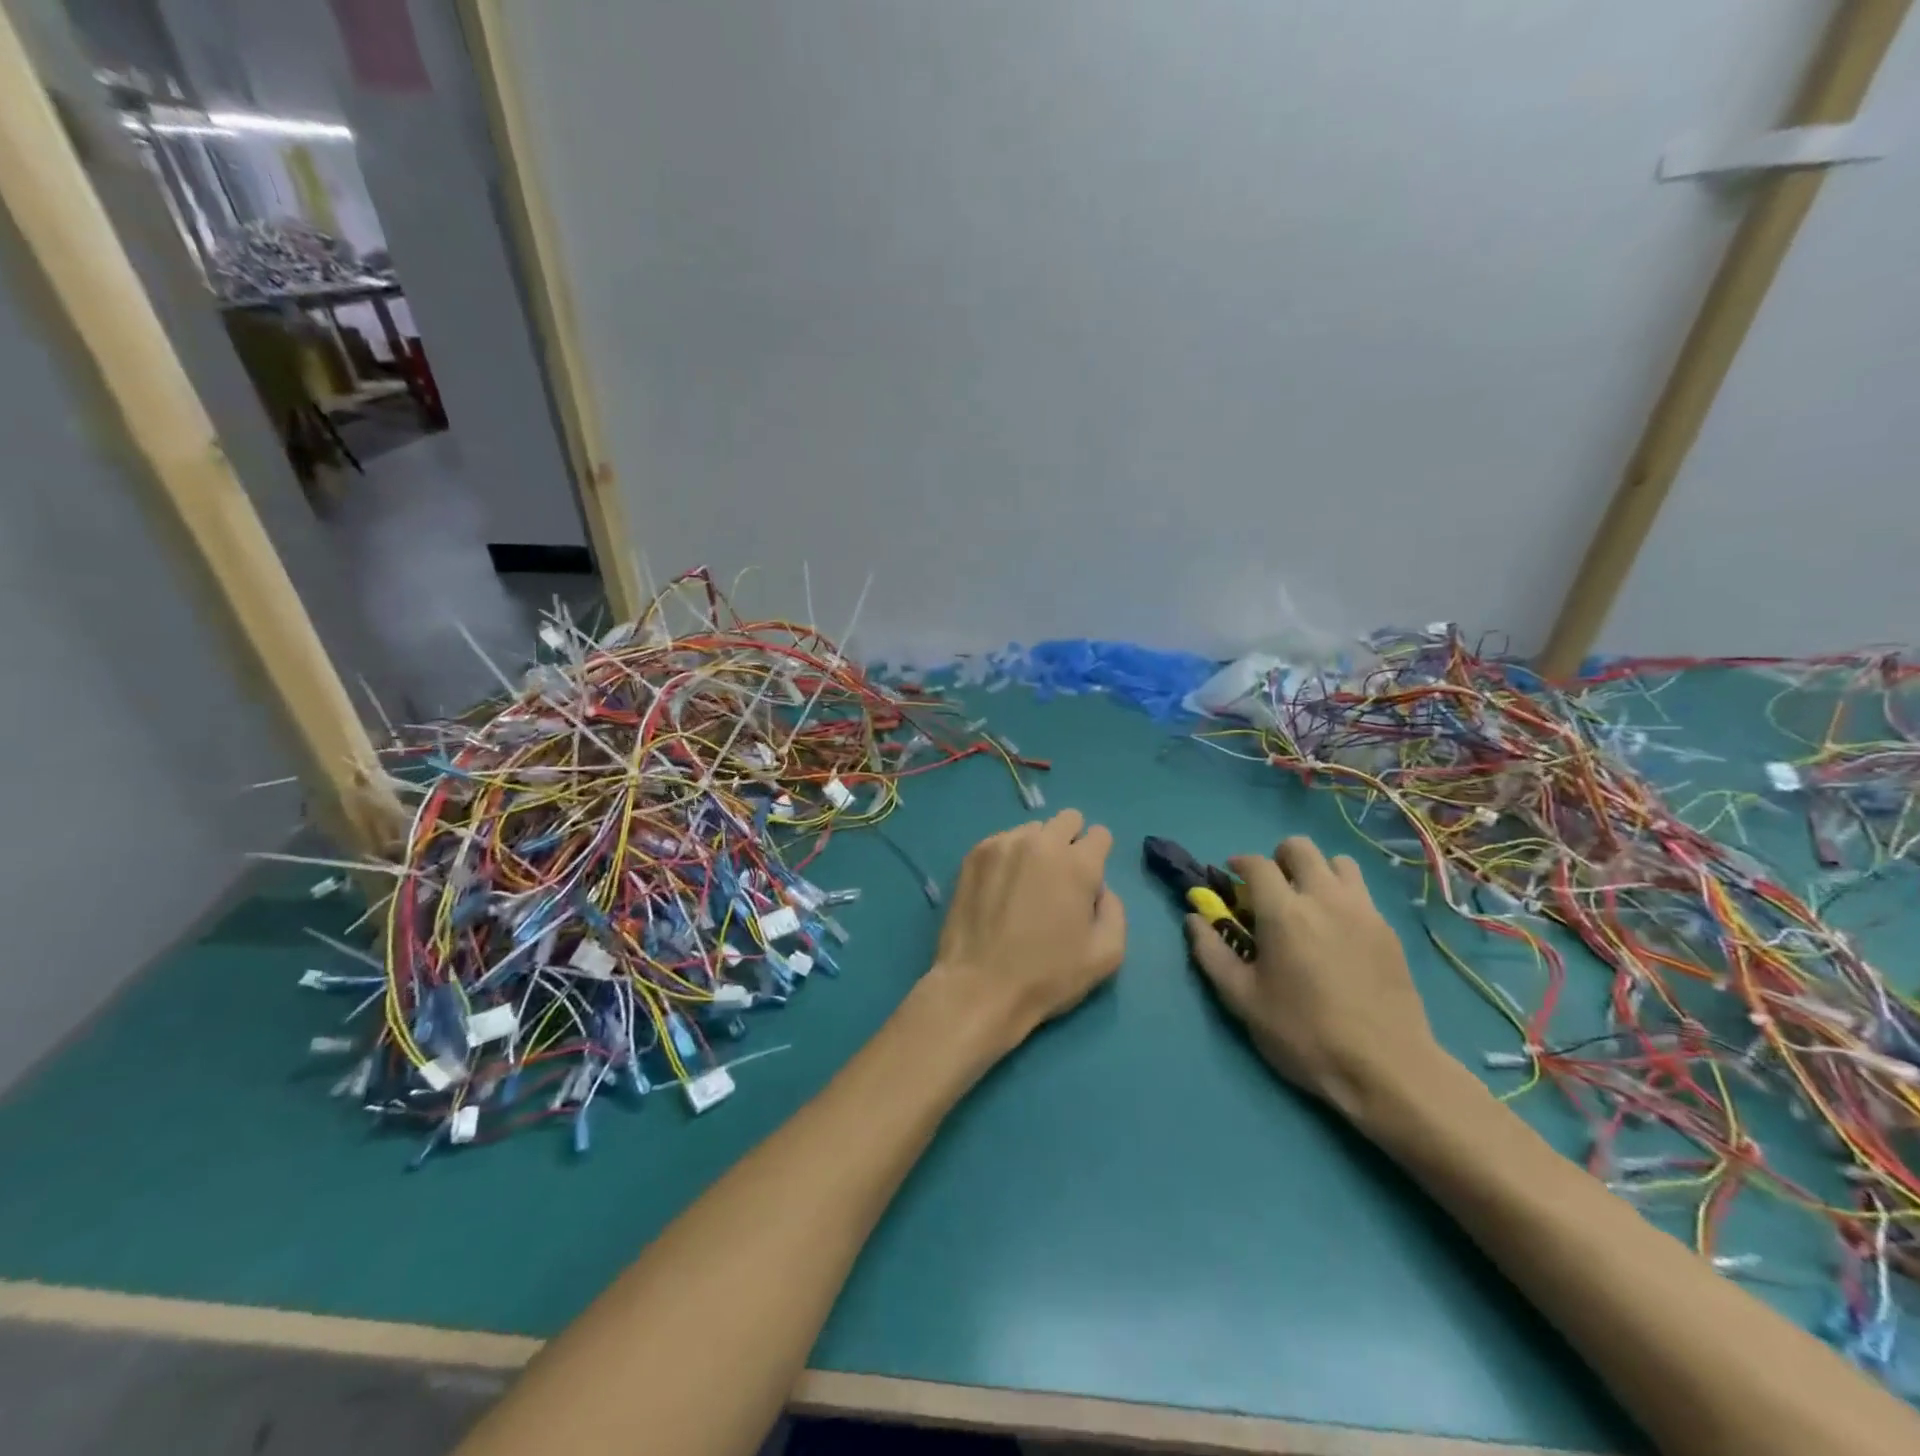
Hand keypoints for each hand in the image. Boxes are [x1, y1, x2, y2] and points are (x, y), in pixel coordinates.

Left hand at [931, 809, 1125, 1048]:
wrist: (979, 986)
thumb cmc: (1048, 975)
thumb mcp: (1107, 954)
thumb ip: (1115, 910)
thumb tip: (1100, 888)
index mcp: (1077, 864)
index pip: (1099, 834)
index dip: (1098, 857)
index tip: (1088, 882)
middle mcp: (1041, 843)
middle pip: (1068, 819)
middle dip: (1071, 842)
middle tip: (1060, 879)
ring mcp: (1003, 844)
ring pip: (1033, 830)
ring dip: (1038, 848)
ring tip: (1026, 886)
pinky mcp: (975, 854)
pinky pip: (1003, 841)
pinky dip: (1009, 857)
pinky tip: (1001, 889)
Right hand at [1186, 836, 1448, 1125]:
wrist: (1386, 1067)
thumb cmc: (1303, 1033)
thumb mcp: (1242, 999)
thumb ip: (1211, 952)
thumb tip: (1193, 919)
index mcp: (1283, 912)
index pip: (1257, 863)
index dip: (1239, 863)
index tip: (1232, 880)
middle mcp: (1324, 898)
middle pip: (1300, 847)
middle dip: (1279, 859)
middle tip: (1271, 891)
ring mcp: (1362, 911)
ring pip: (1338, 862)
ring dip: (1317, 871)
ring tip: (1308, 904)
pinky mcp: (1389, 930)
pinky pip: (1361, 892)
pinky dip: (1343, 896)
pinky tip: (1337, 932)